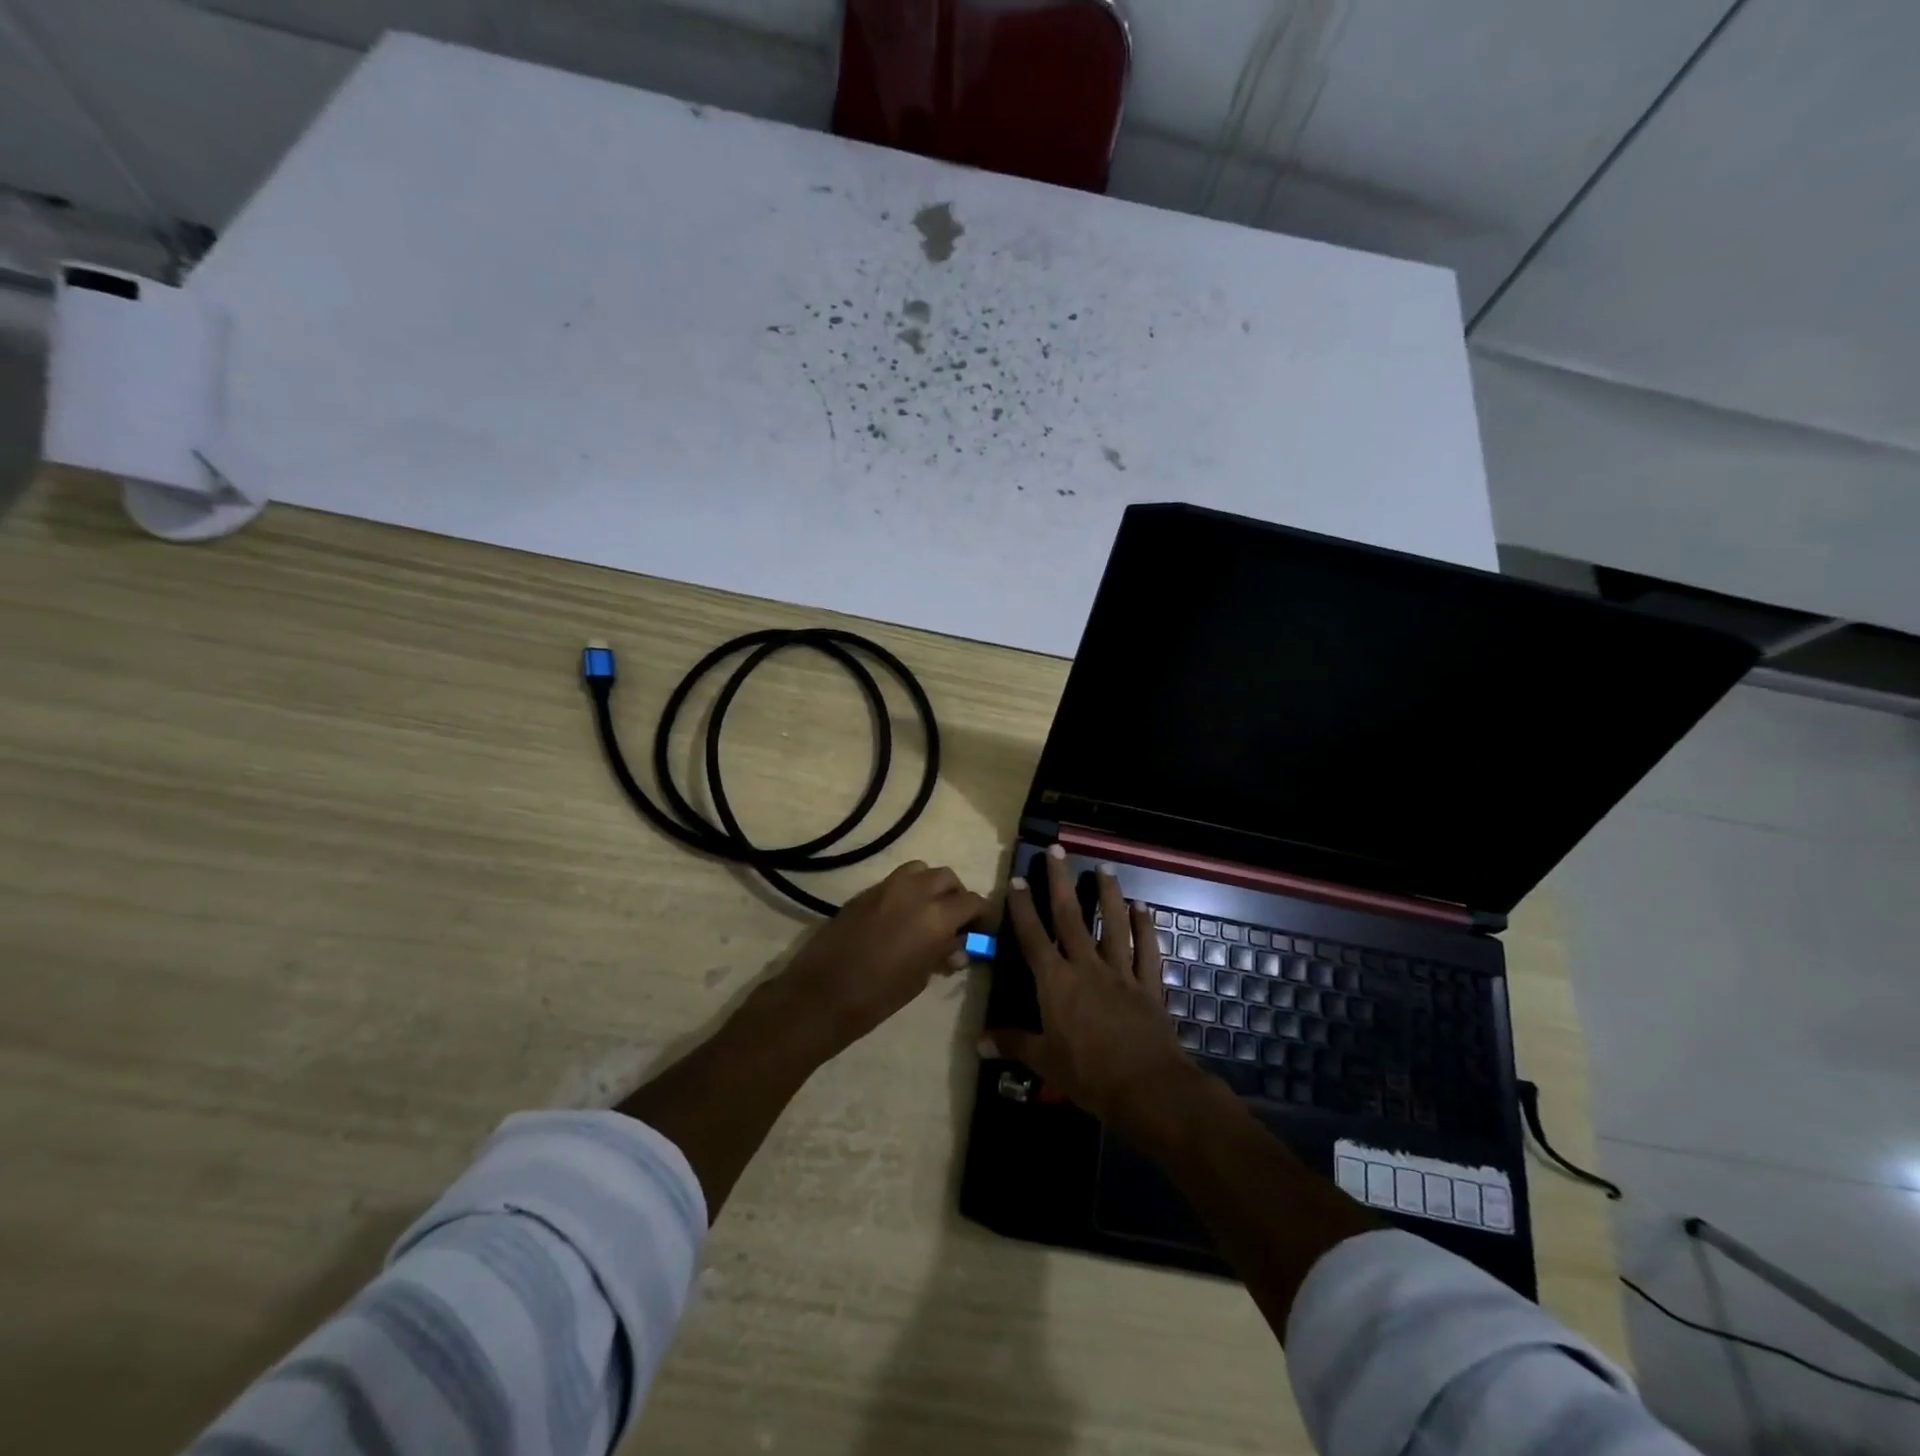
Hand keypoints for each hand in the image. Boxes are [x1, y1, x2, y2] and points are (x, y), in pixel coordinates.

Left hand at [769, 860, 986, 1061]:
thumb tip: (957, 946)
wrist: (821, 994)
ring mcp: (886, 887)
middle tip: (955, 920)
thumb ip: (941, 954)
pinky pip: (894, 881)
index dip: (981, 915)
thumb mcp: (920, 978)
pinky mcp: (864, 892)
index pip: (972, 901)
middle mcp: (914, 891)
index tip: (980, 930)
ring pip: (920, 870)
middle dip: (956, 895)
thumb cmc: (878, 996)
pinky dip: (906, 890)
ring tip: (927, 911)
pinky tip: (900, 916)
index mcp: (936, 916)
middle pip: (947, 878)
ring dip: (930, 885)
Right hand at [987, 845, 1203, 1127]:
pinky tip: (1143, 908)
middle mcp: (1086, 967)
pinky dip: (1145, 928)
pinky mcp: (1148, 985)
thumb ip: (1012, 1044)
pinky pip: (1147, 950)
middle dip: (1060, 881)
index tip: (1017, 879)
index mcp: (1056, 982)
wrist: (1147, 1088)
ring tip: (1104, 868)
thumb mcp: (1044, 1061)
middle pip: (1071, 917)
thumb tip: (978, 1042)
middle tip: (1056, 850)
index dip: (1023, 907)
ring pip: (1113, 924)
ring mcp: (1121, 973)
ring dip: (1108, 894)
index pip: (1033, 937)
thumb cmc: (1088, 1075)